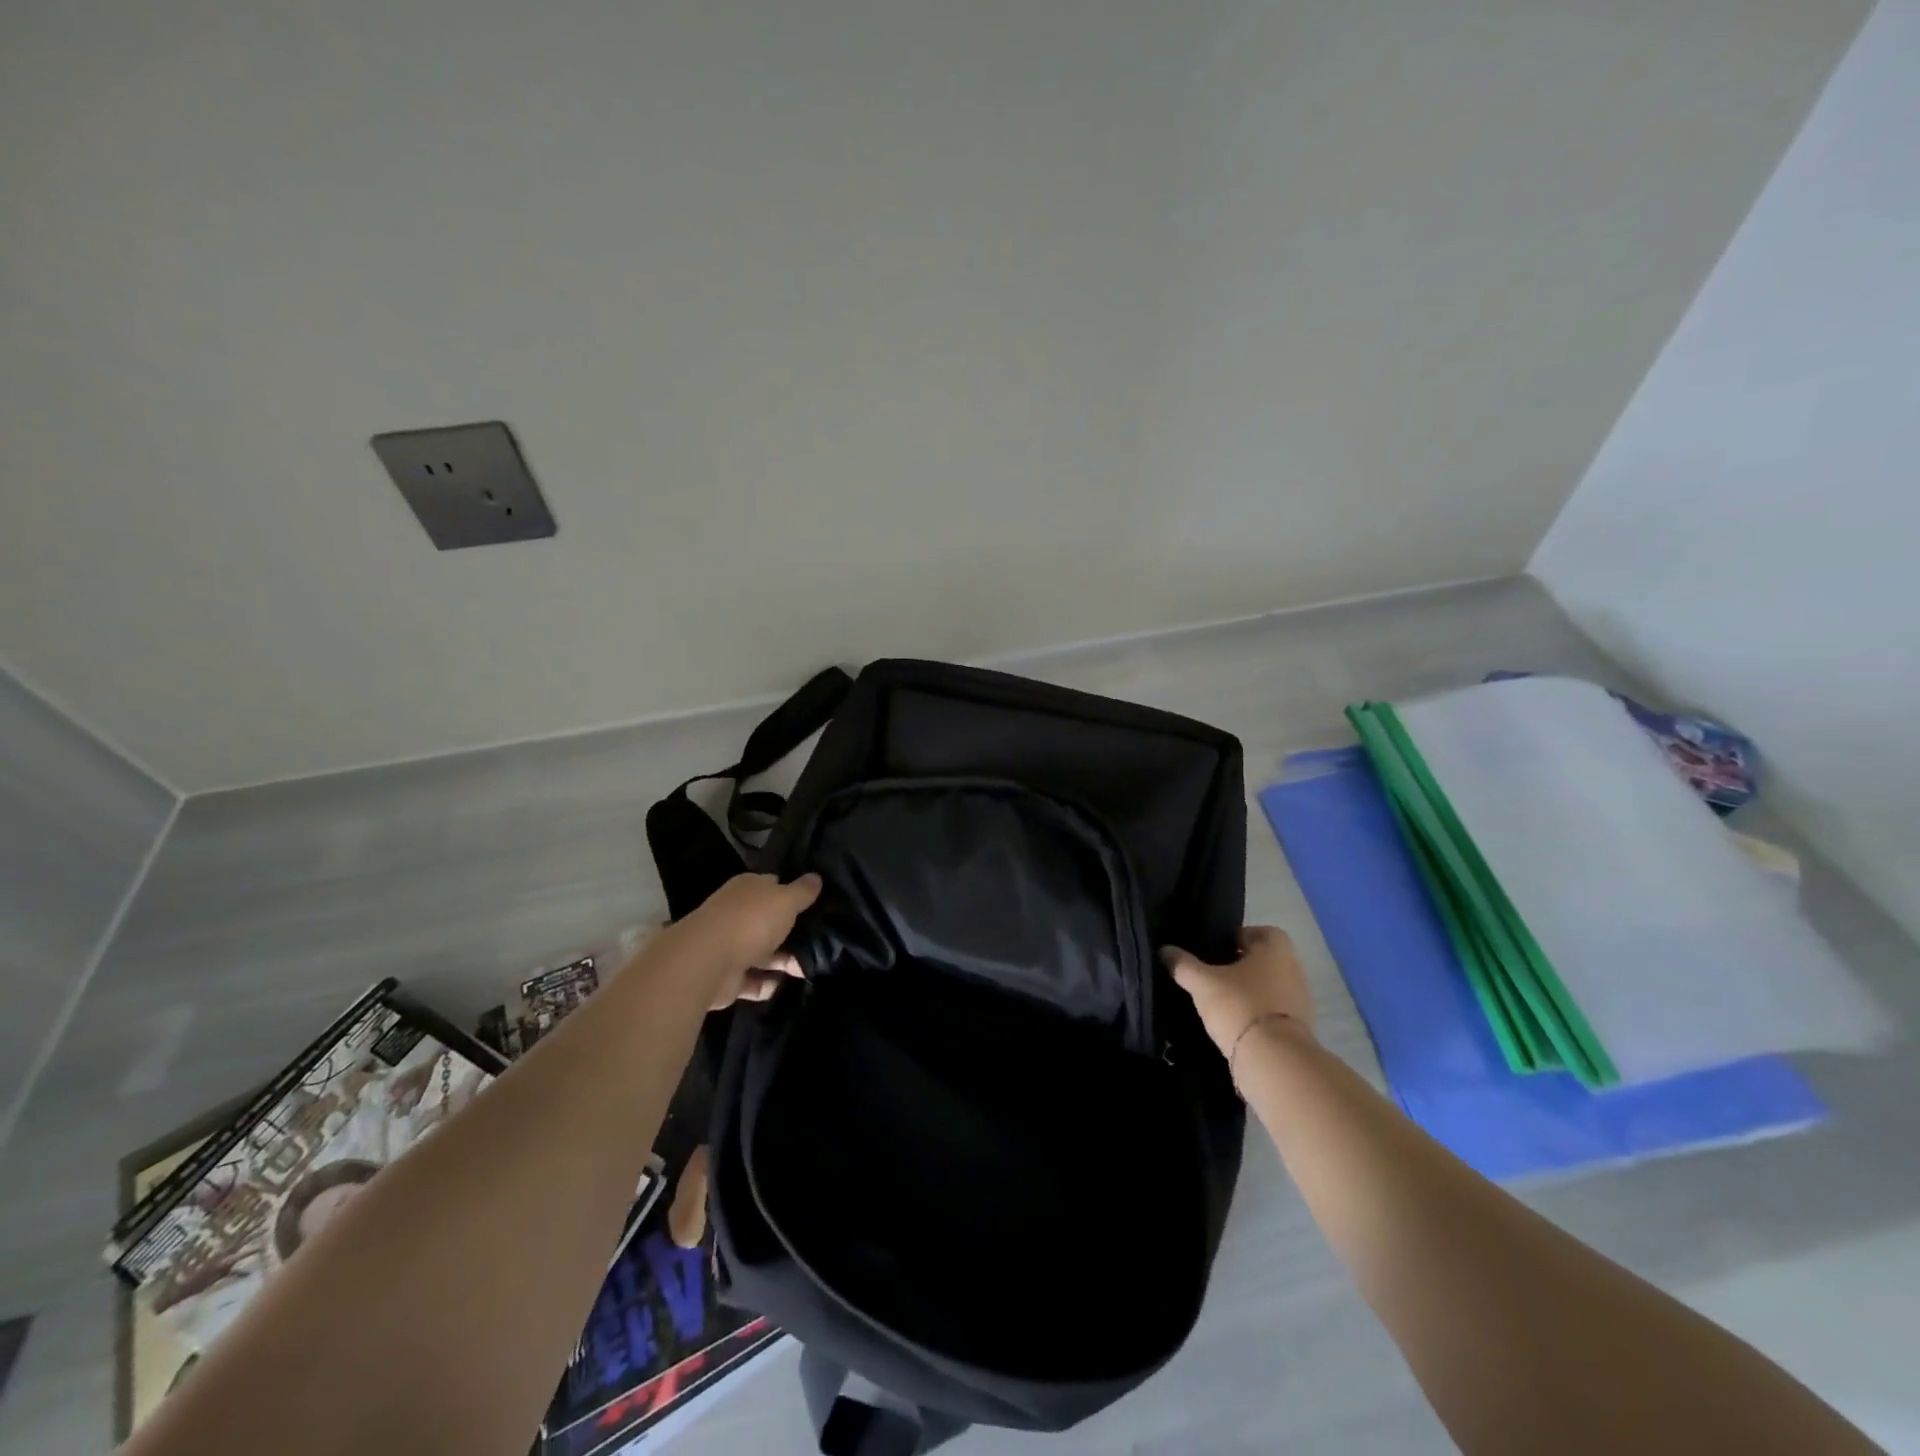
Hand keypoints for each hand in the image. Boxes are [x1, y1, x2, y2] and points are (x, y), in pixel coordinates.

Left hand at [669, 872, 820, 1006]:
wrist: (706, 962)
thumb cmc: (751, 921)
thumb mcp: (786, 900)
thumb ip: (803, 891)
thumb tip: (816, 877)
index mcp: (748, 889)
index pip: (772, 885)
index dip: (792, 892)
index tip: (815, 903)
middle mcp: (736, 914)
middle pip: (768, 921)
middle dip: (790, 932)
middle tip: (818, 941)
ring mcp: (729, 946)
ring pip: (762, 953)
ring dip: (782, 961)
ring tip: (805, 969)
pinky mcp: (726, 977)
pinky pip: (751, 981)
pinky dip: (765, 985)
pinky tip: (780, 985)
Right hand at [1161, 926, 1314, 1057]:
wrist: (1274, 1061)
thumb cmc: (1239, 1006)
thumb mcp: (1202, 983)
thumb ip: (1183, 965)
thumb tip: (1165, 950)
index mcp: (1276, 949)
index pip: (1259, 931)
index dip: (1237, 937)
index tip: (1216, 949)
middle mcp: (1294, 969)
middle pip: (1264, 960)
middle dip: (1241, 965)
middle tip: (1213, 973)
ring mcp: (1300, 1001)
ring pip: (1269, 986)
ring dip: (1249, 991)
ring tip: (1220, 1000)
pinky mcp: (1298, 1029)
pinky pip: (1273, 1011)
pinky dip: (1256, 1013)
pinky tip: (1234, 1023)